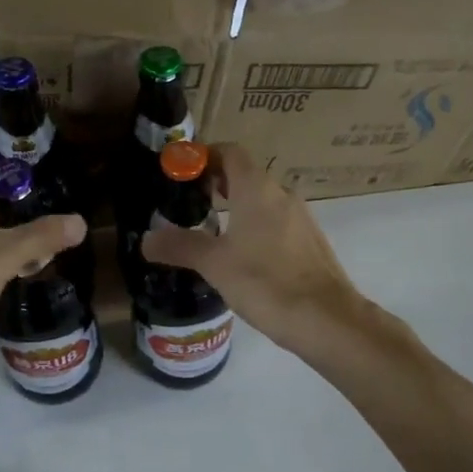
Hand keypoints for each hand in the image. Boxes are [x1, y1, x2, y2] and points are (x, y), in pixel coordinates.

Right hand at [141, 143, 363, 358]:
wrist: (326, 319)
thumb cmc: (265, 282)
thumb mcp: (214, 264)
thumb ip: (179, 246)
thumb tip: (146, 239)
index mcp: (257, 189)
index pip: (230, 152)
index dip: (204, 156)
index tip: (181, 173)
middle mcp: (282, 194)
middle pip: (245, 175)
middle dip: (216, 184)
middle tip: (188, 204)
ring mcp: (301, 218)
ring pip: (262, 201)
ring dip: (236, 207)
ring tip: (209, 232)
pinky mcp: (310, 242)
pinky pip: (276, 223)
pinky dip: (255, 227)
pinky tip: (241, 257)